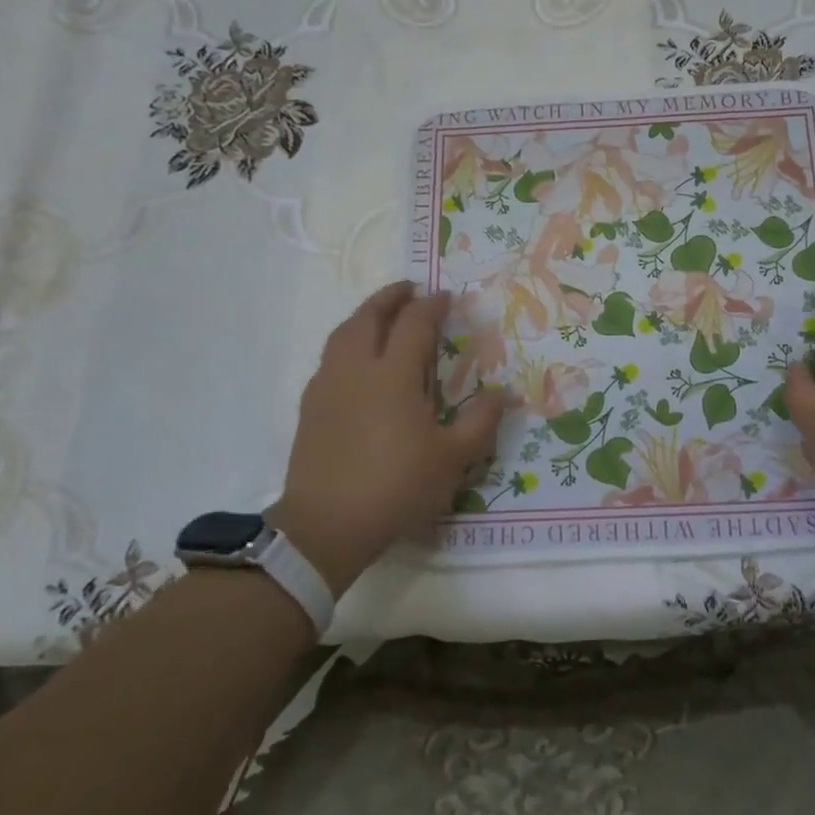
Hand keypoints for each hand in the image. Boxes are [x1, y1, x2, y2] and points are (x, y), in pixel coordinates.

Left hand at [268, 282, 504, 592]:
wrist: (326, 525)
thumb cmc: (396, 486)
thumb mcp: (452, 458)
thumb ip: (481, 422)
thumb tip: (504, 393)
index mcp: (394, 375)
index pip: (414, 324)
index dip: (432, 306)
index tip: (446, 297)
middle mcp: (357, 369)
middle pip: (369, 317)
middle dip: (390, 297)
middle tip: (408, 288)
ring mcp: (328, 386)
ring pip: (343, 334)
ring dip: (364, 315)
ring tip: (380, 315)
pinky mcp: (310, 407)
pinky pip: (329, 358)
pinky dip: (347, 343)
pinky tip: (355, 360)